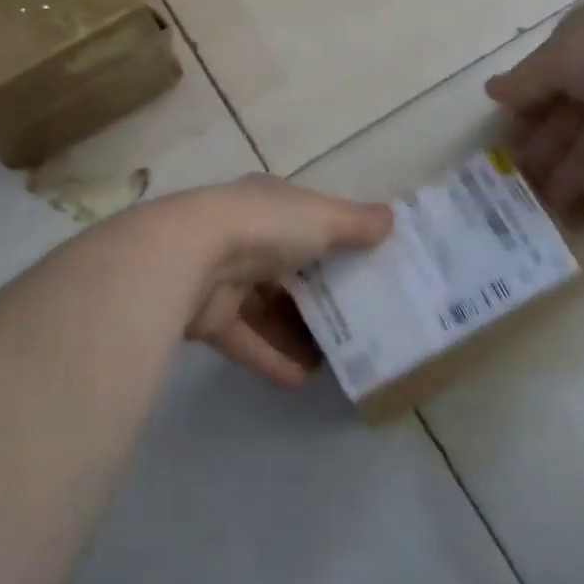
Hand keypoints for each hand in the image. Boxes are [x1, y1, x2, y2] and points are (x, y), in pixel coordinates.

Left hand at [175, 175, 392, 387]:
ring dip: (295, 332)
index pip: (305, 221)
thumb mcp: (323, 217)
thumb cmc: (266, 226)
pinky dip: (271, 357)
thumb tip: (392, 218)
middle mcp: (244, 236)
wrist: (191, 257)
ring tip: (333, 359)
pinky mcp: (208, 317)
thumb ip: (356, 222)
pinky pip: (246, 339)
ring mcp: (222, 276)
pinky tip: (301, 379)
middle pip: (287, 268)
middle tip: (355, 322)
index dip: (333, 241)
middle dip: (317, 295)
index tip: (363, 267)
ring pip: (266, 307)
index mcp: (268, 204)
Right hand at [486, 0, 583, 217]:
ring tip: (550, 211)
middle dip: (542, 154)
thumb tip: (490, 91)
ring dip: (572, 176)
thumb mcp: (560, 57)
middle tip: (520, 192)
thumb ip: (526, 82)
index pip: (538, 89)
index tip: (502, 154)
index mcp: (572, 52)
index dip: (521, 121)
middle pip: (563, 121)